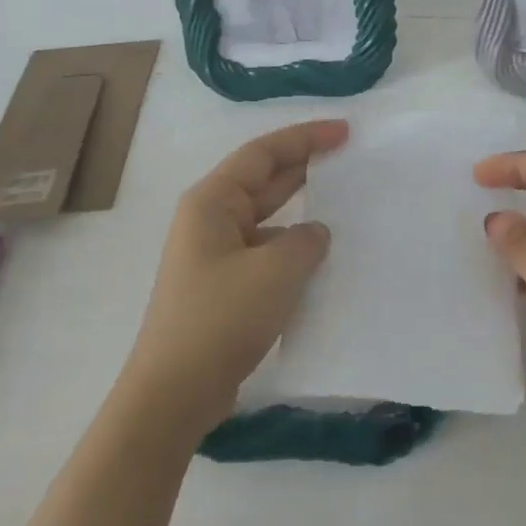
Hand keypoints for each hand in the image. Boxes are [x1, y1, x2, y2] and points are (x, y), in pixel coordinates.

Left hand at [122, 120, 346, 431]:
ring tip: (346, 209)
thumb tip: (315, 233)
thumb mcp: (276, 271)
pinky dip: (293, 250)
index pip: (262, 153)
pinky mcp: (224, 287)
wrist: (175, 392)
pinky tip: (323, 261)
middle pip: (263, 180)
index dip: (305, 138)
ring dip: (301, 212)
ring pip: (267, 219)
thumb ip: (305, 241)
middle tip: (351, 160)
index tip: (345, 133)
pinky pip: (266, 253)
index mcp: (212, 202)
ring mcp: (215, 255)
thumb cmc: (220, 319)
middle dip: (305, 167)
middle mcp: (210, 220)